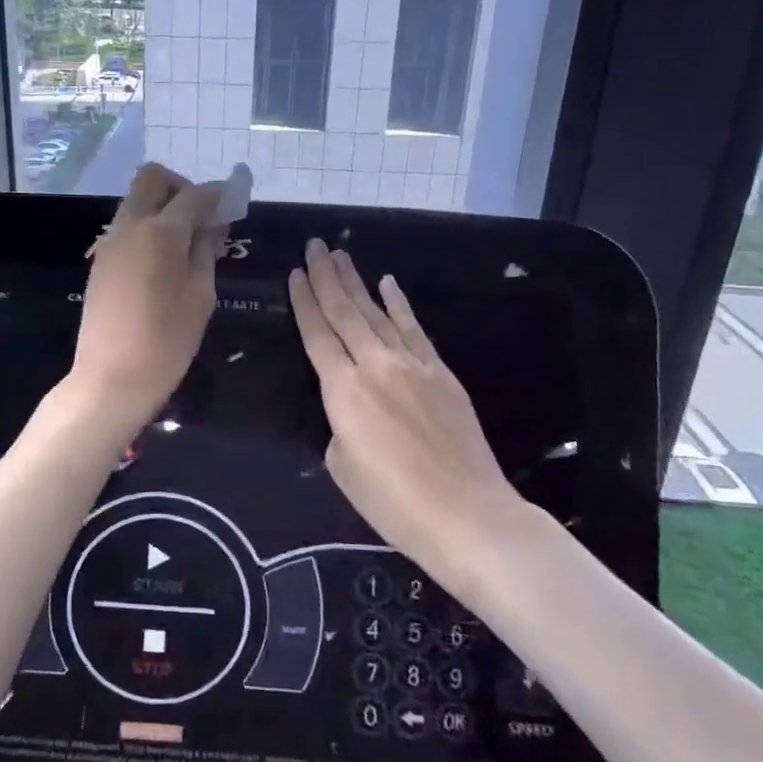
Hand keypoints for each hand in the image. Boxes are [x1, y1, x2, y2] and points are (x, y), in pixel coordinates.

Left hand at [70, 164, 224, 419]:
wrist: (111, 378)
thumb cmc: (167, 341)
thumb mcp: (201, 296)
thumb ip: (206, 252)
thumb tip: (212, 225)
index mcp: (160, 232)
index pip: (193, 195)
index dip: (216, 195)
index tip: (232, 204)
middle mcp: (130, 226)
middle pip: (152, 179)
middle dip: (181, 188)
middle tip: (201, 219)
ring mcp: (110, 243)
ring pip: (136, 202)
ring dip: (163, 208)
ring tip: (187, 245)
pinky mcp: (100, 262)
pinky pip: (127, 228)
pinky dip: (148, 229)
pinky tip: (164, 262)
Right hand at [288, 239, 527, 572]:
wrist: (467, 515)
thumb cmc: (394, 502)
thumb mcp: (342, 466)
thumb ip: (339, 423)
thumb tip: (350, 405)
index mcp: (343, 391)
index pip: (317, 334)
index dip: (303, 302)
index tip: (295, 273)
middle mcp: (375, 366)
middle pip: (345, 312)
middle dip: (326, 277)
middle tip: (314, 246)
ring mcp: (412, 365)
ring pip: (377, 313)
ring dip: (357, 282)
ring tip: (341, 255)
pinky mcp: (441, 372)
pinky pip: (413, 328)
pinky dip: (398, 303)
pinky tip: (388, 283)